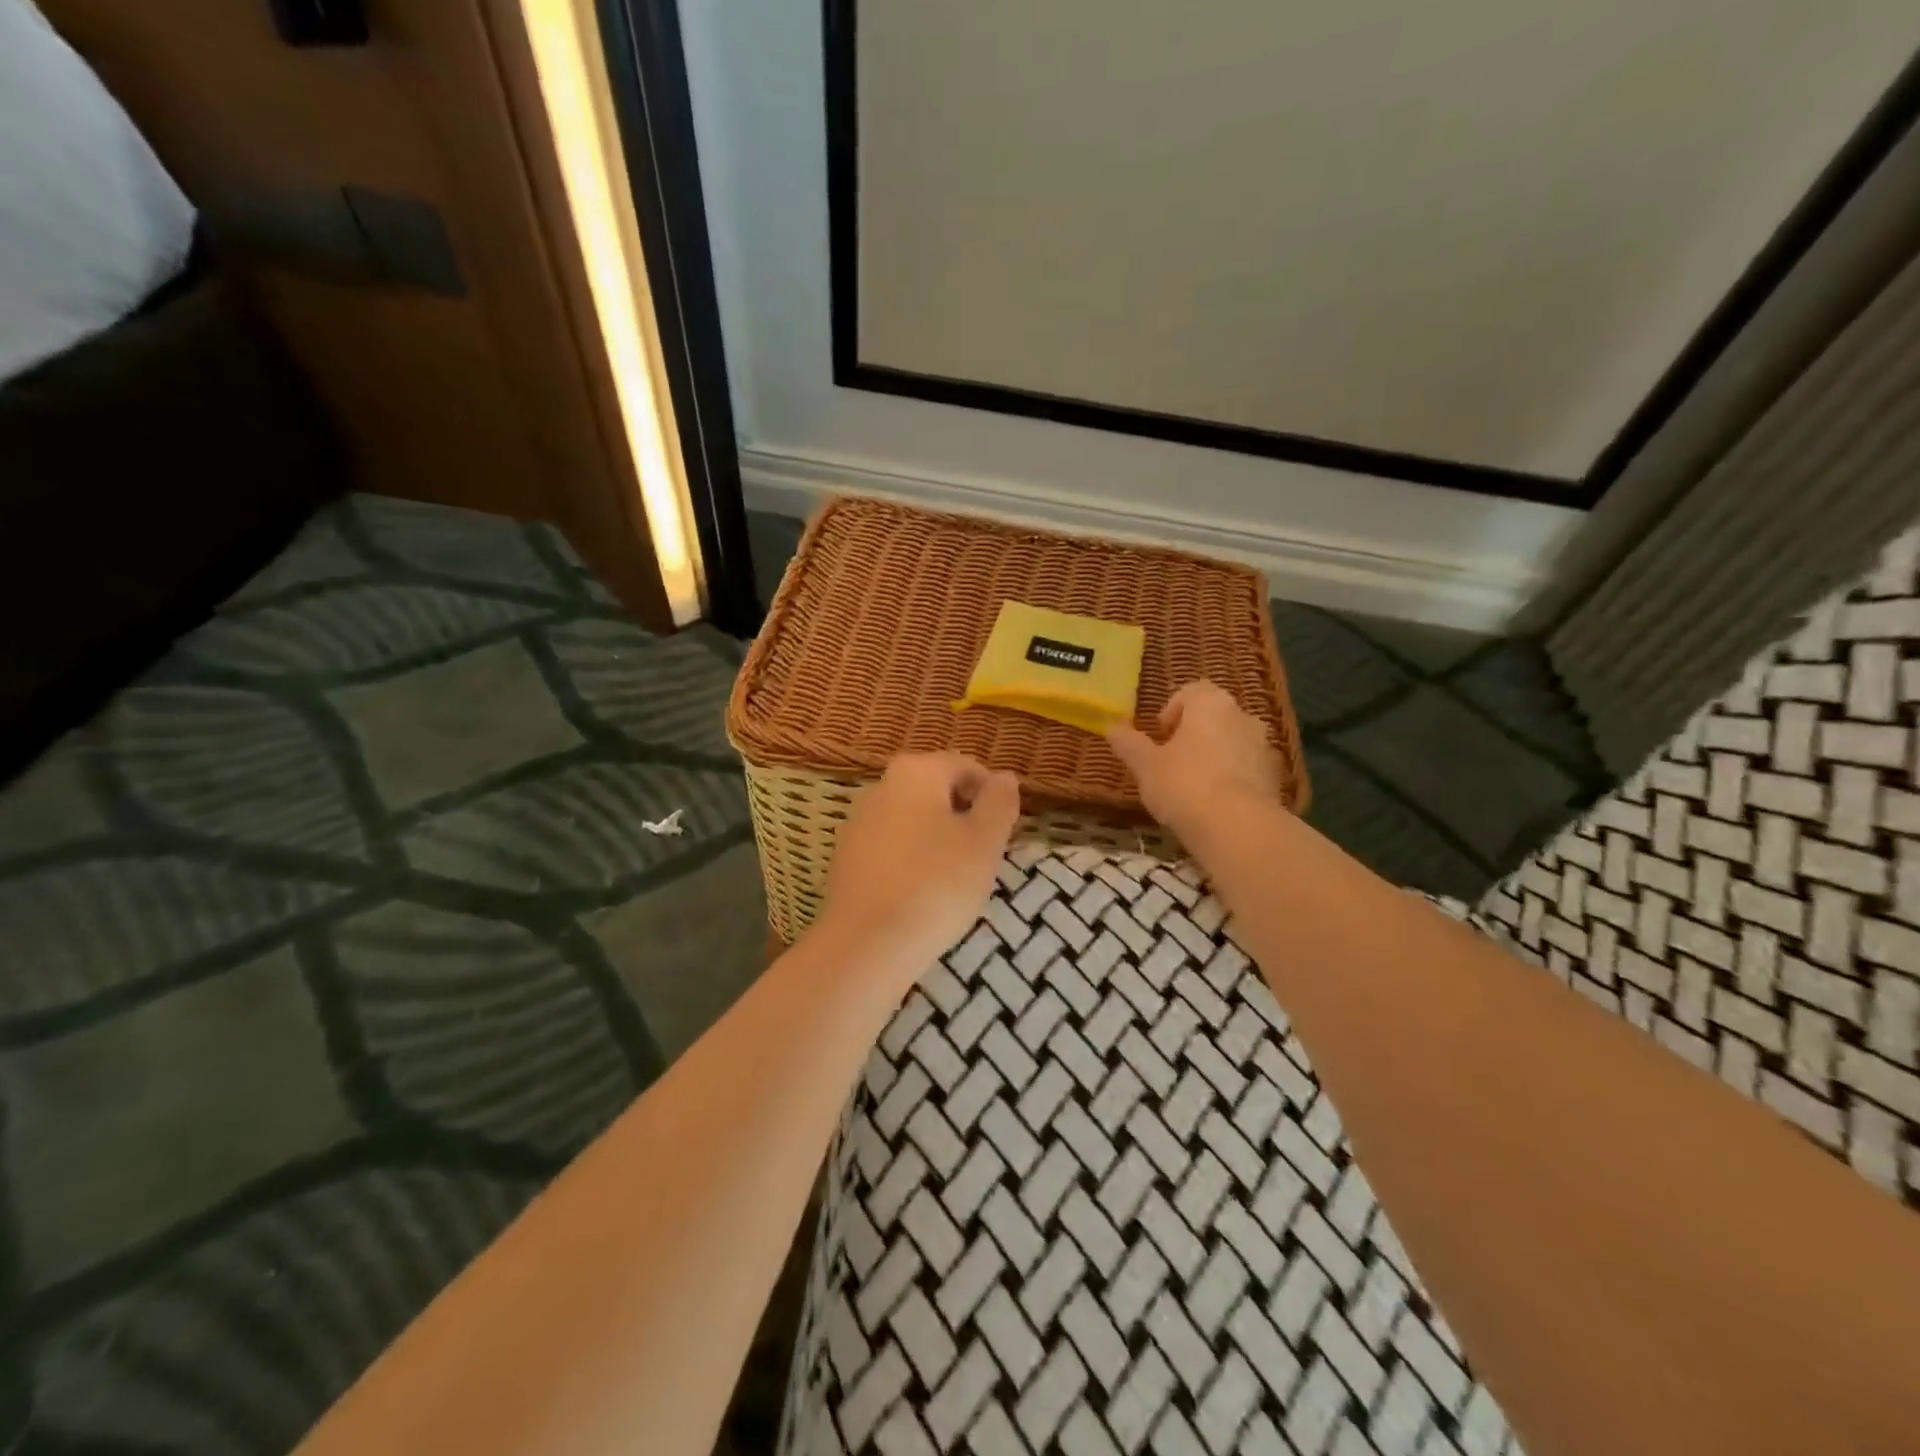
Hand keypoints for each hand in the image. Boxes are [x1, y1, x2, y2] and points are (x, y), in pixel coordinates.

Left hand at [814, 752, 1020, 978]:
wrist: (868, 943)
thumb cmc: (937, 883)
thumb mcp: (985, 841)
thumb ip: (999, 802)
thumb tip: (1004, 776)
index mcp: (917, 771)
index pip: (966, 766)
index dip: (992, 795)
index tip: (1004, 831)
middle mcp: (882, 786)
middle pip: (936, 790)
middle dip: (964, 816)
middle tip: (984, 856)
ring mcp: (858, 822)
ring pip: (913, 820)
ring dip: (938, 838)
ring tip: (956, 878)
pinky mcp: (846, 858)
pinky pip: (891, 847)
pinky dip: (912, 860)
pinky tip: (922, 893)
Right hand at [1108, 681, 1284, 837]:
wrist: (1238, 828)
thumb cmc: (1184, 784)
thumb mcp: (1145, 765)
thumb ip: (1129, 743)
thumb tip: (1112, 727)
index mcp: (1211, 704)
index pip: (1192, 691)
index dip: (1172, 709)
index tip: (1159, 734)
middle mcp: (1243, 717)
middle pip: (1215, 717)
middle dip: (1194, 734)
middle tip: (1171, 760)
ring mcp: (1264, 748)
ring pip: (1233, 743)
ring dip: (1214, 756)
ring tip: (1192, 786)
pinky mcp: (1276, 779)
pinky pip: (1247, 770)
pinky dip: (1232, 780)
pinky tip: (1214, 805)